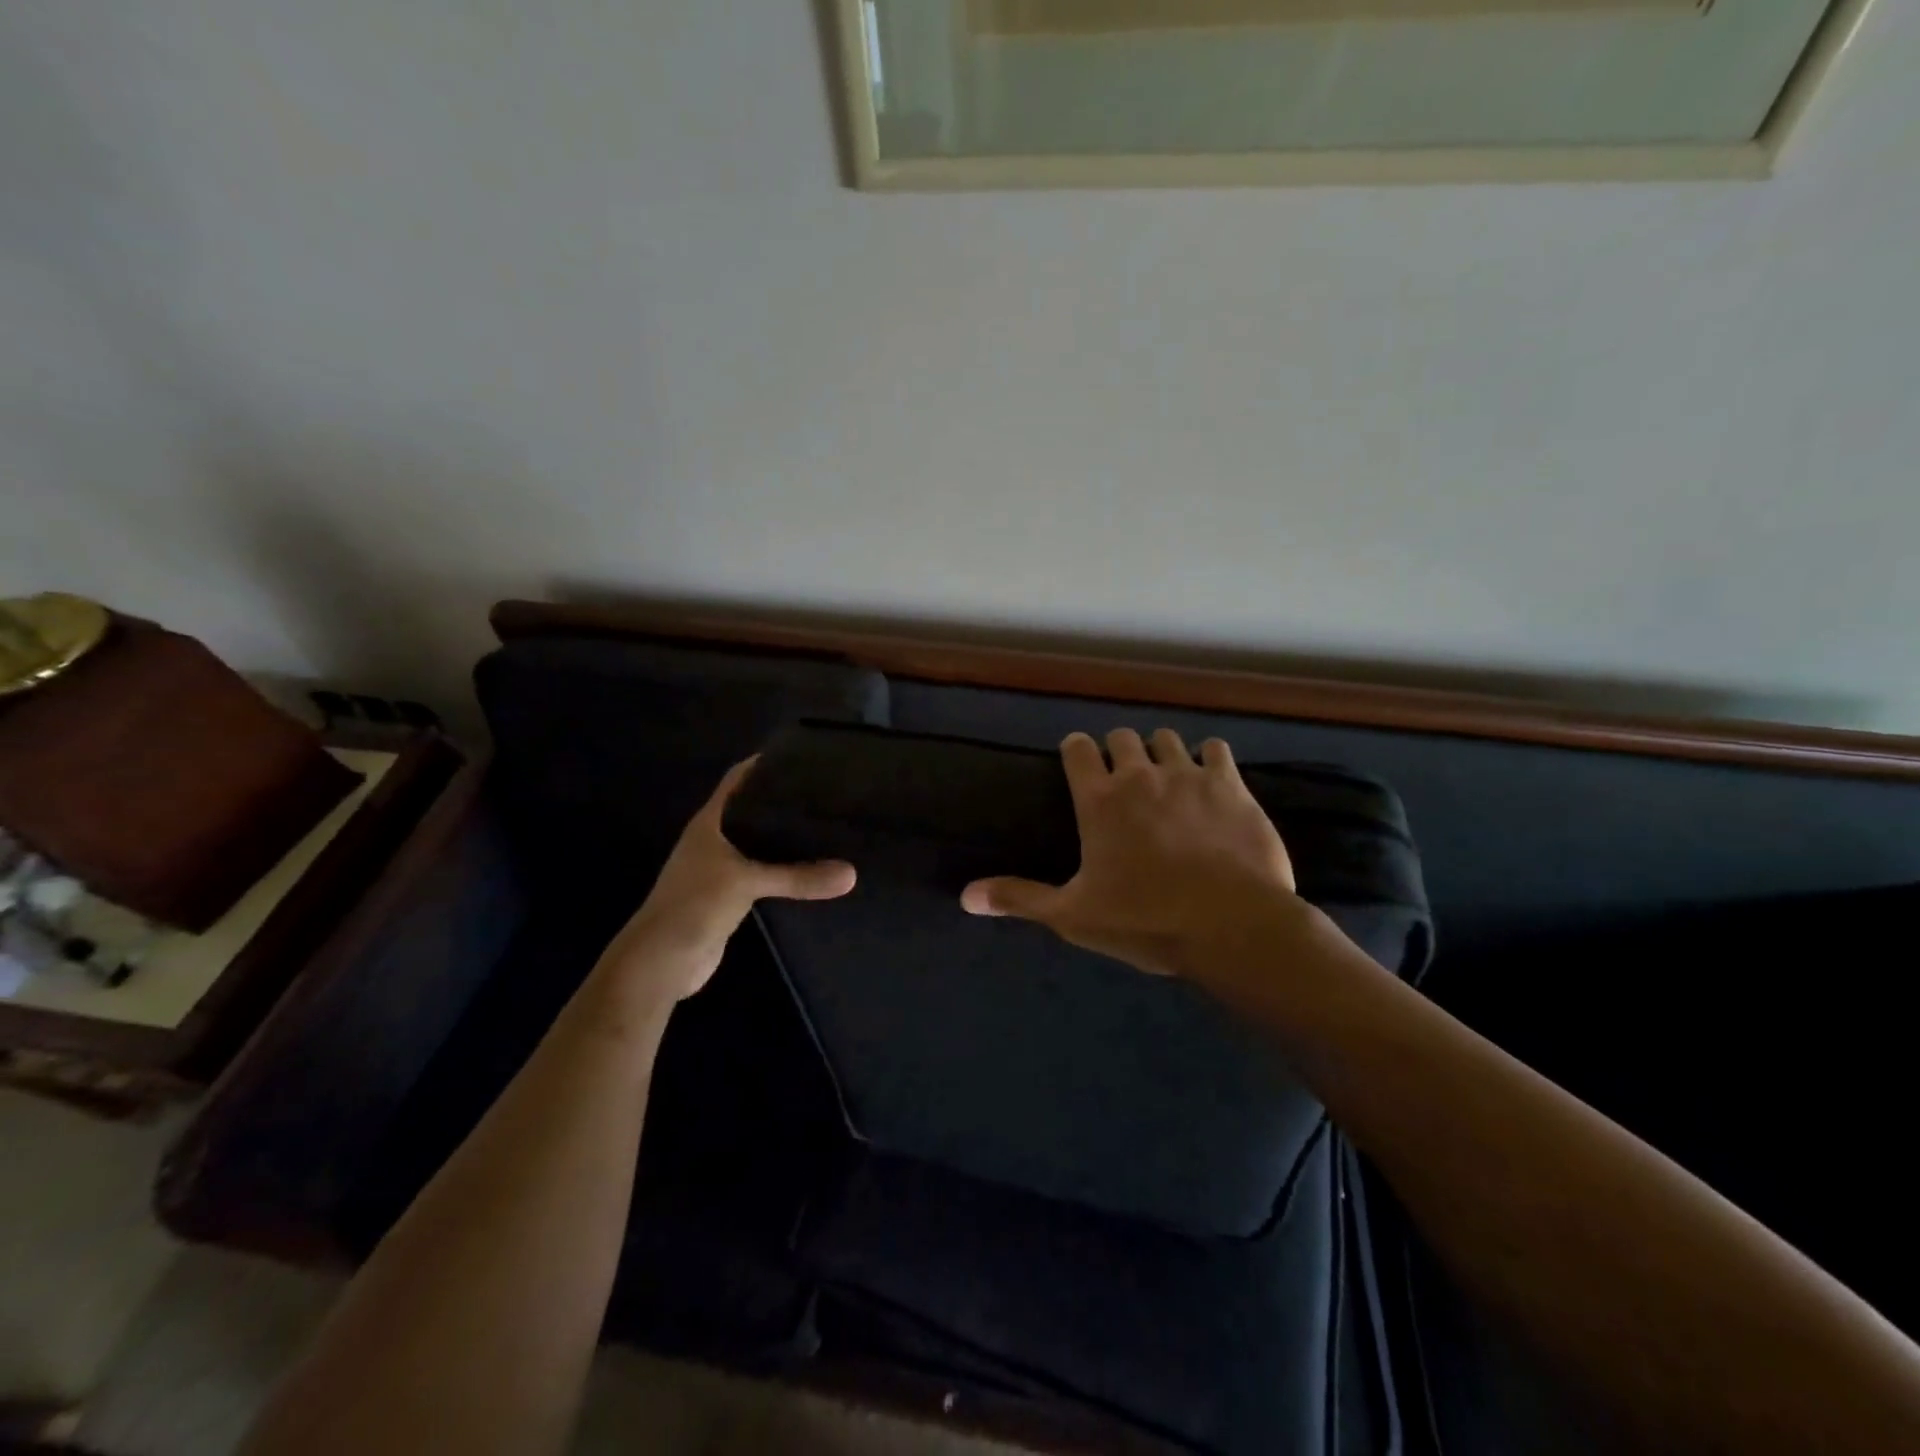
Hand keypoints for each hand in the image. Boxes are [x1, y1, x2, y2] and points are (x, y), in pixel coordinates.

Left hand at [598, 758, 855, 1003]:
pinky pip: (762, 874)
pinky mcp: (729, 897)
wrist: (661, 962)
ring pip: (758, 844)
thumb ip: (798, 876)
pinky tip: (810, 868)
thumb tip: (851, 874)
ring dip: (784, 838)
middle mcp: (714, 840)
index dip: (763, 764)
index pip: (737, 780)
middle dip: (782, 801)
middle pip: (751, 810)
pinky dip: (783, 870)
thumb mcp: (748, 882)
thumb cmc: (695, 905)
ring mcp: (720, 870)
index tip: (800, 756)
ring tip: (826, 825)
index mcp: (710, 822)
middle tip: (825, 792)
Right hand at [961, 728, 1303, 985]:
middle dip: (1118, 751)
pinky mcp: (1231, 785)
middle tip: (1123, 780)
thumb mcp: (1073, 915)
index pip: (1078, 748)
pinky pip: (1215, 749)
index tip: (1079, 766)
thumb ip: (1020, 898)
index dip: (1076, 752)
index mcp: (1099, 800)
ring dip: (1160, 752)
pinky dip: (1208, 759)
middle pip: (1122, 737)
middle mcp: (1140, 775)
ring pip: (1166, 738)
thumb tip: (965, 897)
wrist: (1231, 926)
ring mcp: (1188, 776)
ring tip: (1165, 778)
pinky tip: (1210, 781)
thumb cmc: (1145, 920)